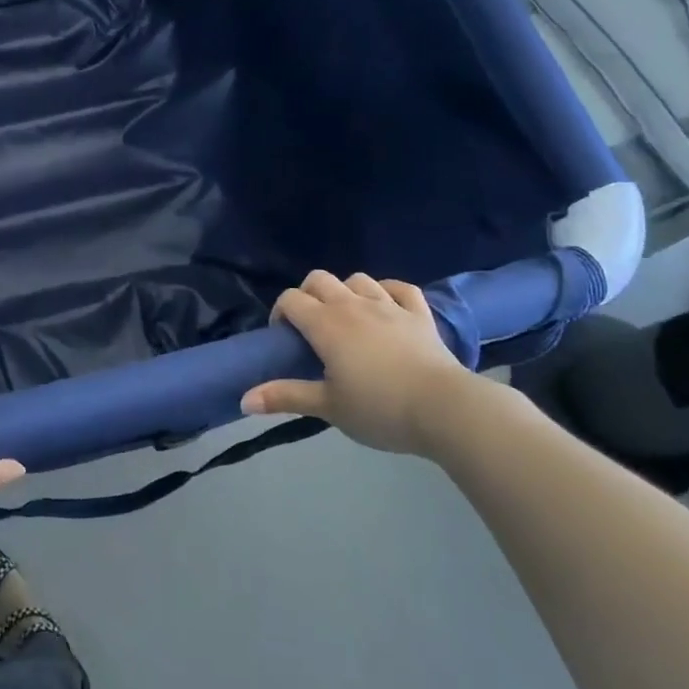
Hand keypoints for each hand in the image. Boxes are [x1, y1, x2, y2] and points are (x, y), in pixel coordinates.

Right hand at [241, 271, 483, 456]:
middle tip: (310, 326)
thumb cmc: (379, 409)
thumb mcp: (328, 407)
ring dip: (346, 291)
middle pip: (319, 279)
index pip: (291, 299)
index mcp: (326, 324)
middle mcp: (353, 305)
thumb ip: (286, 397)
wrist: (444, 409)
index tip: (284, 338)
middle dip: (307, 294)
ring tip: (347, 317)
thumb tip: (244, 400)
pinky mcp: (420, 314)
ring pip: (358, 279)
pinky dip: (389, 291)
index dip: (280, 312)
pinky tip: (386, 304)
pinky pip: (401, 288)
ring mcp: (389, 305)